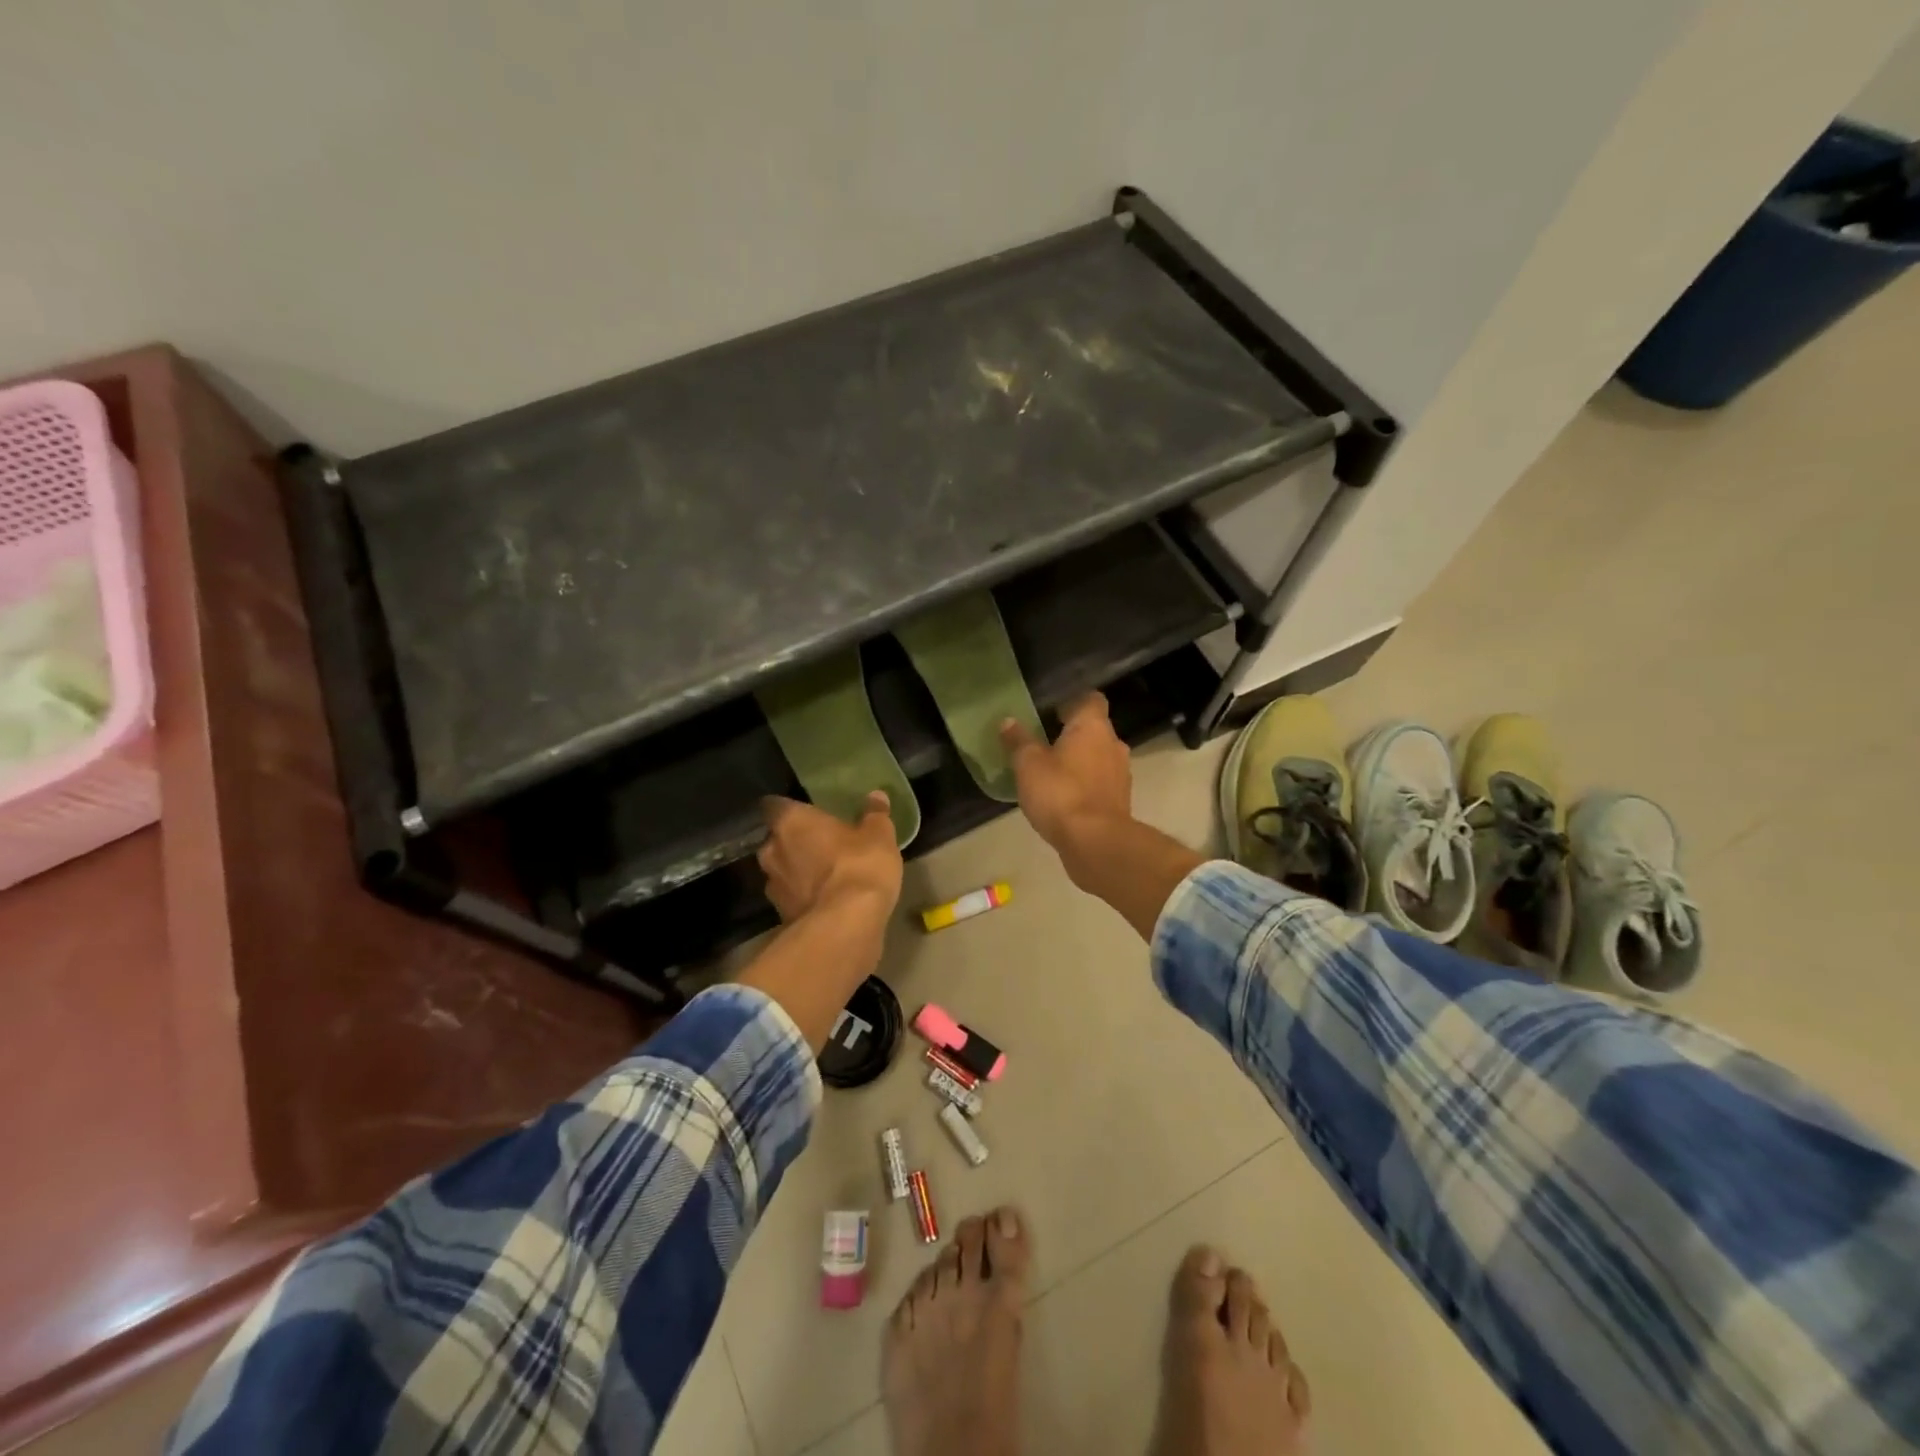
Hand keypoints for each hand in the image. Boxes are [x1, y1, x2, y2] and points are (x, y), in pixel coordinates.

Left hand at [757, 791, 902, 925]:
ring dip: (797, 871)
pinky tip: (825, 900)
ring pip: (782, 870)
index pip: (774, 806)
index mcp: (790, 822)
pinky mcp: (781, 915)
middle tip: (819, 843)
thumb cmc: (858, 866)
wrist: (845, 926)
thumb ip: (874, 814)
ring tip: (823, 874)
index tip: (804, 811)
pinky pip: (791, 898)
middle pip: (776, 840)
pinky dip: (803, 897)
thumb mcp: (878, 835)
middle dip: (794, 842)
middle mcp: (772, 850)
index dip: (789, 808)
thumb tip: (876, 796)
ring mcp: (773, 886)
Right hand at [1000, 692, 1131, 854]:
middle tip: (1044, 744)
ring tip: (1052, 774)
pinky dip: (1085, 786)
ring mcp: (1121, 774)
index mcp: (1093, 726)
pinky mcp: (1120, 801)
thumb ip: (1019, 741)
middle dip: (1073, 735)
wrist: (1095, 842)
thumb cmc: (1060, 792)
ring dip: (1080, 762)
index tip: (1051, 712)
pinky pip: (1100, 783)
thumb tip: (1008, 721)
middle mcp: (1113, 744)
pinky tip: (1064, 799)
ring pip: (1099, 758)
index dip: (1072, 702)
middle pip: (1095, 730)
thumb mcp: (1028, 764)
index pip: (1091, 699)